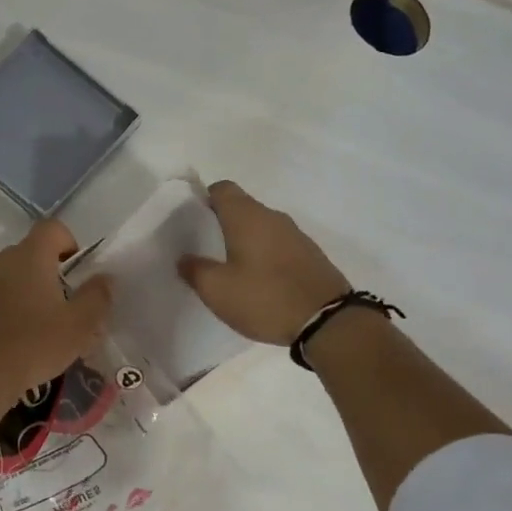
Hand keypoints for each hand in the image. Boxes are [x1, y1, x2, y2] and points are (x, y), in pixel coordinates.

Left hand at [0, 220, 112, 400]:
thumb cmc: (34, 345)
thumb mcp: (79, 326)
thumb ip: (97, 297)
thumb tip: (104, 279)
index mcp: (29, 257)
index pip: (52, 228)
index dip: (68, 242)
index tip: (76, 271)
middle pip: (27, 254)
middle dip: (45, 274)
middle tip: (60, 307)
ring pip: (4, 279)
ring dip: (20, 294)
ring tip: (32, 329)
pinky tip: (6, 343)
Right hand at [179, 180, 348, 344]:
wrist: (327, 321)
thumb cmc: (265, 298)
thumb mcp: (217, 290)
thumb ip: (195, 270)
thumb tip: (185, 258)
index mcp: (247, 216)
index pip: (221, 189)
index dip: (203, 200)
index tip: (191, 223)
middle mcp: (273, 217)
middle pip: (241, 208)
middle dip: (221, 224)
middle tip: (204, 250)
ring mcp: (296, 235)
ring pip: (261, 228)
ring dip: (244, 242)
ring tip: (229, 269)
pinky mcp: (310, 255)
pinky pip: (278, 246)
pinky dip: (264, 256)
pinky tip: (257, 282)